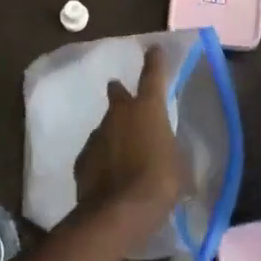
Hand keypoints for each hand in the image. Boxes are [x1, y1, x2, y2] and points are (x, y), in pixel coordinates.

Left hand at [74, 45, 183, 245]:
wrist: (119, 212)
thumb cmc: (160, 182)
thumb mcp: (177, 166)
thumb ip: (170, 152)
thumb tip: (169, 156)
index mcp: (148, 109)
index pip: (153, 75)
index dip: (155, 61)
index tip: (153, 48)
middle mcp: (120, 113)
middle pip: (118, 94)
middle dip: (121, 94)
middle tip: (125, 98)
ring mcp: (98, 134)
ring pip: (106, 125)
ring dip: (113, 133)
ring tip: (122, 153)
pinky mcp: (82, 158)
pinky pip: (95, 152)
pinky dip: (102, 158)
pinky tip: (108, 174)